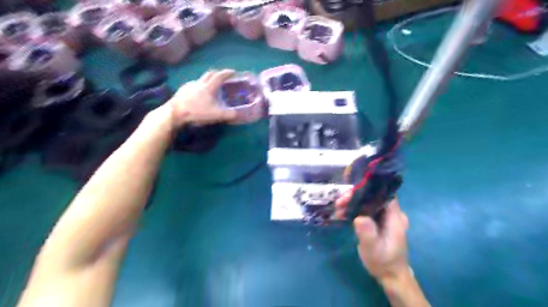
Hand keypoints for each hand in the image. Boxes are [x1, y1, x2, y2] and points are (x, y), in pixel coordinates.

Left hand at [166, 68, 235, 126]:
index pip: (220, 76)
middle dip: (217, 73)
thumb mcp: (216, 115)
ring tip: (211, 88)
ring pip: (201, 79)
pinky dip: (199, 87)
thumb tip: (240, 114)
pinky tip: (199, 95)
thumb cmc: (197, 112)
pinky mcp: (182, 90)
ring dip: (208, 80)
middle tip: (222, 76)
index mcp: (209, 87)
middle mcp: (199, 83)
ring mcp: (189, 85)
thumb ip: (229, 114)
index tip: (233, 72)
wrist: (175, 113)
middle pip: (210, 74)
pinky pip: (193, 85)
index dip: (227, 73)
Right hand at [334, 194, 410, 282]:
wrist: (389, 275)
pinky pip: (365, 210)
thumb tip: (358, 218)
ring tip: (338, 208)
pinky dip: (353, 209)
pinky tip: (341, 213)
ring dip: (352, 203)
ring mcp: (384, 217)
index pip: (384, 194)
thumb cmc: (383, 261)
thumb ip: (368, 233)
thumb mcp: (373, 249)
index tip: (351, 193)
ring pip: (367, 202)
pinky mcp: (376, 221)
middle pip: (373, 196)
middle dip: (355, 196)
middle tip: (339, 202)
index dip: (368, 189)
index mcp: (395, 217)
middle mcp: (391, 213)